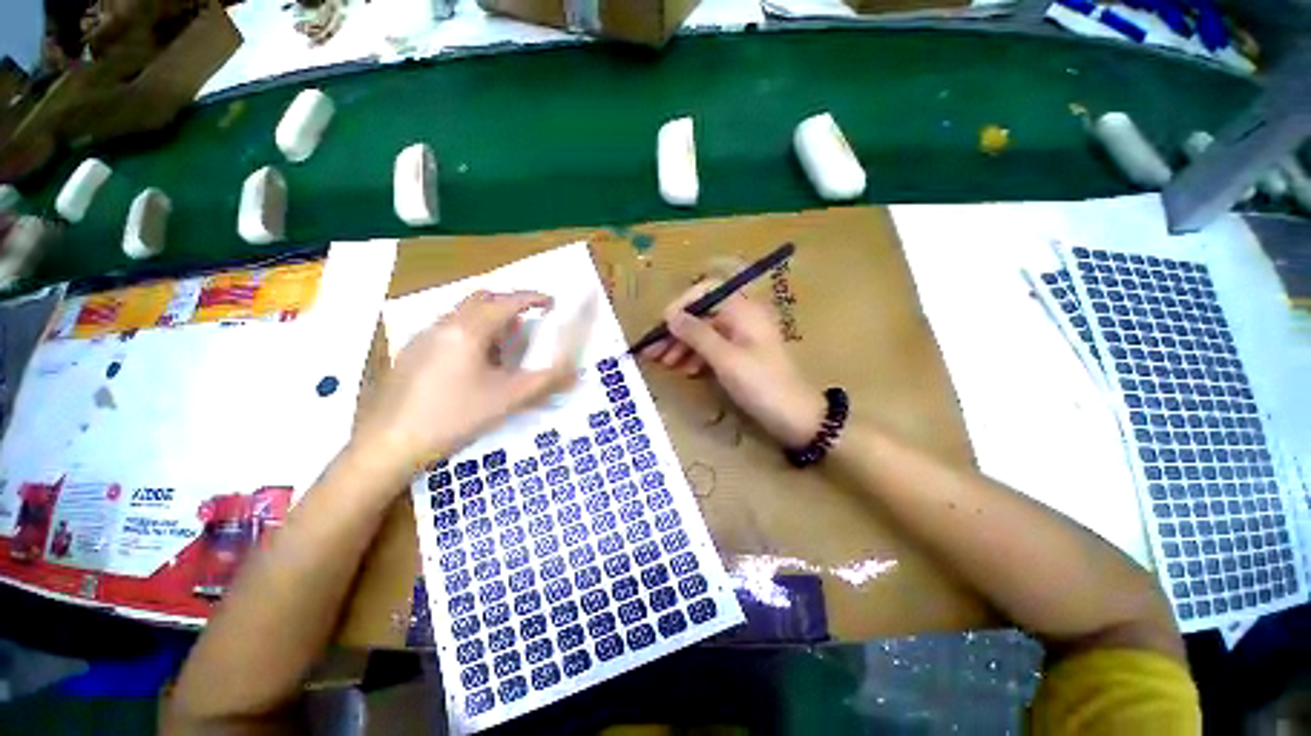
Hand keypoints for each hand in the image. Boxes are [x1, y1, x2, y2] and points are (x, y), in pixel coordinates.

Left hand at [354, 291, 579, 472]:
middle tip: (529, 321)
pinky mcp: (412, 352)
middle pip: (481, 299)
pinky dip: (471, 332)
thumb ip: (546, 383)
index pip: (506, 302)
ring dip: (489, 318)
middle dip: (509, 304)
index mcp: (468, 331)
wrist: (389, 443)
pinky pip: (449, 328)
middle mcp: (444, 325)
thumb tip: (576, 373)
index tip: (551, 302)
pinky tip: (475, 362)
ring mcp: (423, 337)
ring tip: (506, 344)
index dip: (532, 298)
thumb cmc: (454, 417)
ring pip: (463, 313)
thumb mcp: (507, 400)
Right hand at [641, 285, 824, 448]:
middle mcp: (742, 318)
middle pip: (702, 314)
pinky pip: (713, 348)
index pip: (707, 290)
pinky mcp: (741, 355)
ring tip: (665, 364)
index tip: (663, 324)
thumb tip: (670, 316)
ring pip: (705, 333)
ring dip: (683, 345)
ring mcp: (742, 337)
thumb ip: (696, 334)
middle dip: (677, 330)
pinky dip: (697, 356)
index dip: (682, 303)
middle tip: (654, 351)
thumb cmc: (761, 384)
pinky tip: (687, 370)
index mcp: (743, 310)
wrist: (795, 417)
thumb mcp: (726, 359)